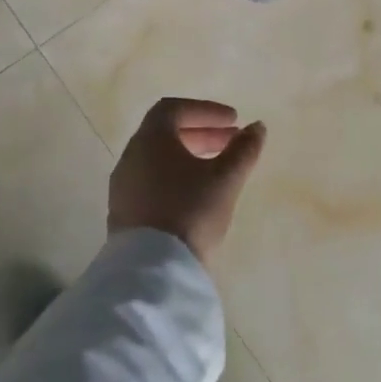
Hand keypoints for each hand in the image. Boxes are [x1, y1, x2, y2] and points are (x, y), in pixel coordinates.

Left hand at [109, 98, 266, 266]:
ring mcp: (123, 187)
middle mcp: (130, 157)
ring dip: (188, 156)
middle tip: (231, 142)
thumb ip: (243, 149)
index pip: (173, 109)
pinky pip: (150, 182)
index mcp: (150, 140)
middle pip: (165, 133)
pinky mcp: (123, 213)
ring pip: (157, 159)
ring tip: (218, 170)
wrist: (154, 272)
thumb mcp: (225, 179)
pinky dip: (174, 177)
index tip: (233, 121)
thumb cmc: (191, 212)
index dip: (205, 110)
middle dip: (201, 133)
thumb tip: (257, 127)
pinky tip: (196, 196)